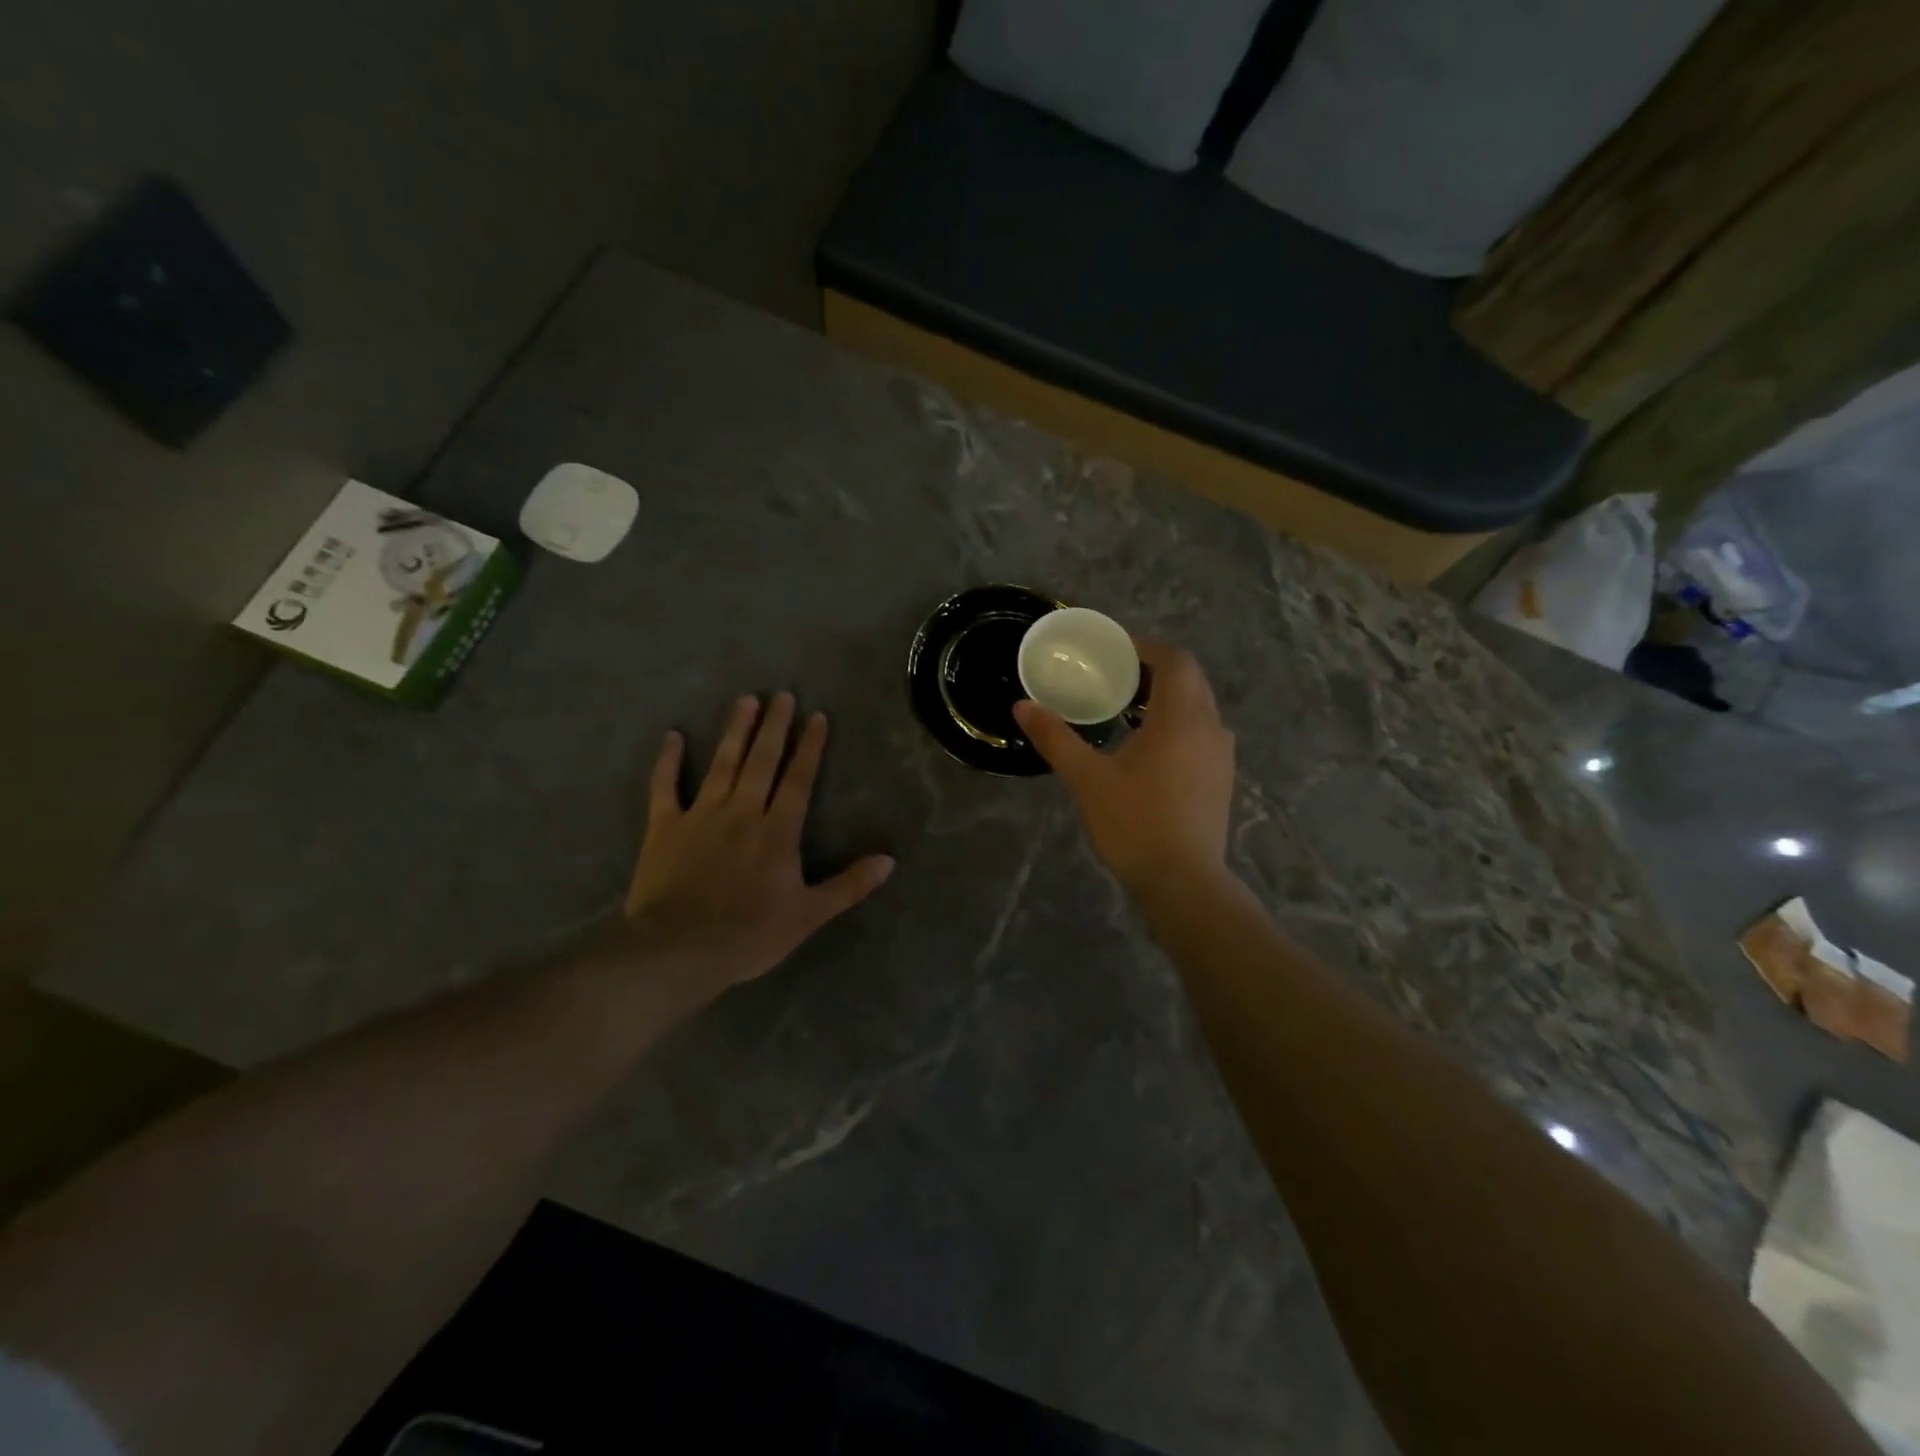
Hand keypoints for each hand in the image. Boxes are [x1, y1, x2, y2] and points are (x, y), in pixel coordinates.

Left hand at [623, 693, 894, 992]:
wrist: (677, 950)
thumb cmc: (749, 935)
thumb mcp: (809, 915)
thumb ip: (849, 885)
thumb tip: (889, 861)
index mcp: (777, 831)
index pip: (798, 779)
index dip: (810, 747)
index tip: (816, 716)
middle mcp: (741, 812)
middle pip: (762, 761)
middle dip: (774, 726)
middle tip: (781, 695)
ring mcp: (700, 815)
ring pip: (722, 764)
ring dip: (735, 731)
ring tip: (745, 700)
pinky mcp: (664, 827)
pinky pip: (664, 787)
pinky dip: (667, 761)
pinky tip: (672, 736)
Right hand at [1013, 641, 1234, 890]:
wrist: (1183, 882)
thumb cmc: (1134, 823)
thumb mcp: (1087, 778)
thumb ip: (1055, 738)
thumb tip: (1022, 706)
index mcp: (1181, 717)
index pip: (1174, 660)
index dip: (1145, 647)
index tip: (1114, 650)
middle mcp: (1210, 727)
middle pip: (1189, 680)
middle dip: (1154, 670)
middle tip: (1114, 677)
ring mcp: (1221, 755)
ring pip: (1198, 708)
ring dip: (1166, 698)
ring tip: (1126, 710)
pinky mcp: (1221, 779)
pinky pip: (1201, 733)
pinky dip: (1177, 724)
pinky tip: (1147, 748)